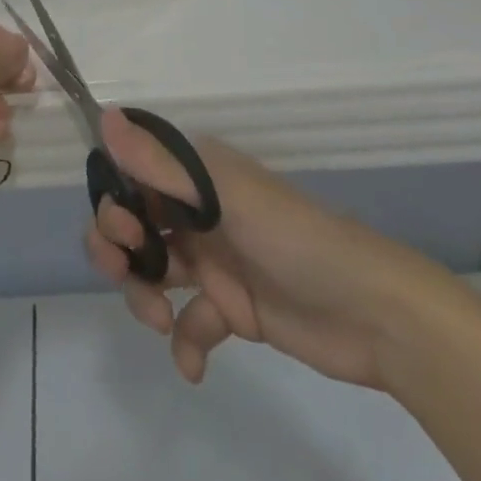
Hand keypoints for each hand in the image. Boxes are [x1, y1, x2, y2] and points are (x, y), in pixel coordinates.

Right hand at [86, 110, 475, 389]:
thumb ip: (162, 164)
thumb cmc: (296, 238)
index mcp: (196, 174)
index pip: (132, 174)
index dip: (114, 200)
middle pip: (135, 222)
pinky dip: (185, 341)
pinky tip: (193, 364)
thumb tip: (104, 116)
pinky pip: (191, 320)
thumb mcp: (225, 196)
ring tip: (160, 322)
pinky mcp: (233, 307)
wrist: (376, 314)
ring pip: (154, 269)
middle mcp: (198, 209)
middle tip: (127, 272)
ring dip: (144, 294)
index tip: (121, 232)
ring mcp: (214, 259)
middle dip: (119, 249)